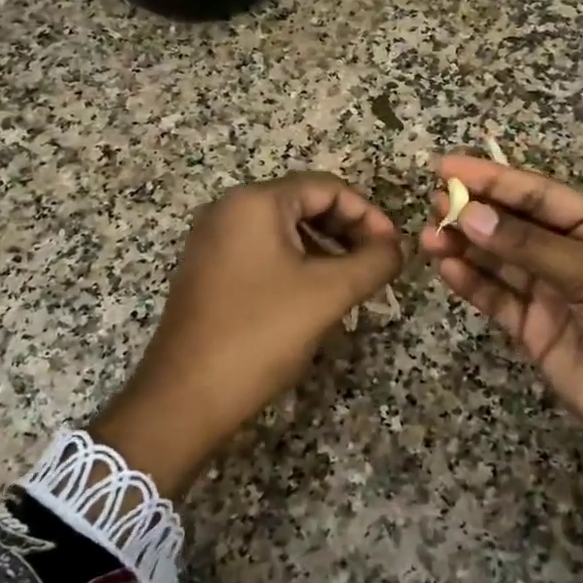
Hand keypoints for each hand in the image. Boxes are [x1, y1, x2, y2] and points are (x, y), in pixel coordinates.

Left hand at [92, 173, 404, 495]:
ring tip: (353, 283)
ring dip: (325, 249)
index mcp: (255, 202)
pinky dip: (296, 265)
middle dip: (347, 230)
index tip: (393, 247)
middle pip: (303, 204)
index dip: (367, 213)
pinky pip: (262, 253)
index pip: (326, 187)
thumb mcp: (329, 293)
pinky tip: (315, 296)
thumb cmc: (261, 333)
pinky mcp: (208, 271)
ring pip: (284, 231)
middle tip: (377, 264)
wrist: (186, 395)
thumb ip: (373, 262)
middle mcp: (229, 210)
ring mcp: (213, 241)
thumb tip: (396, 248)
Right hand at [421, 155, 582, 545]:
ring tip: (428, 235)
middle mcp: (573, 255)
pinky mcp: (535, 331)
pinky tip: (446, 267)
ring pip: (498, 261)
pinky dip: (471, 283)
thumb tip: (471, 214)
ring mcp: (552, 294)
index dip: (492, 178)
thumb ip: (532, 247)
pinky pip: (497, 299)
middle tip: (431, 204)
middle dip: (473, 212)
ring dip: (465, 246)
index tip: (445, 165)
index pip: (538, 194)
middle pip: (513, 225)